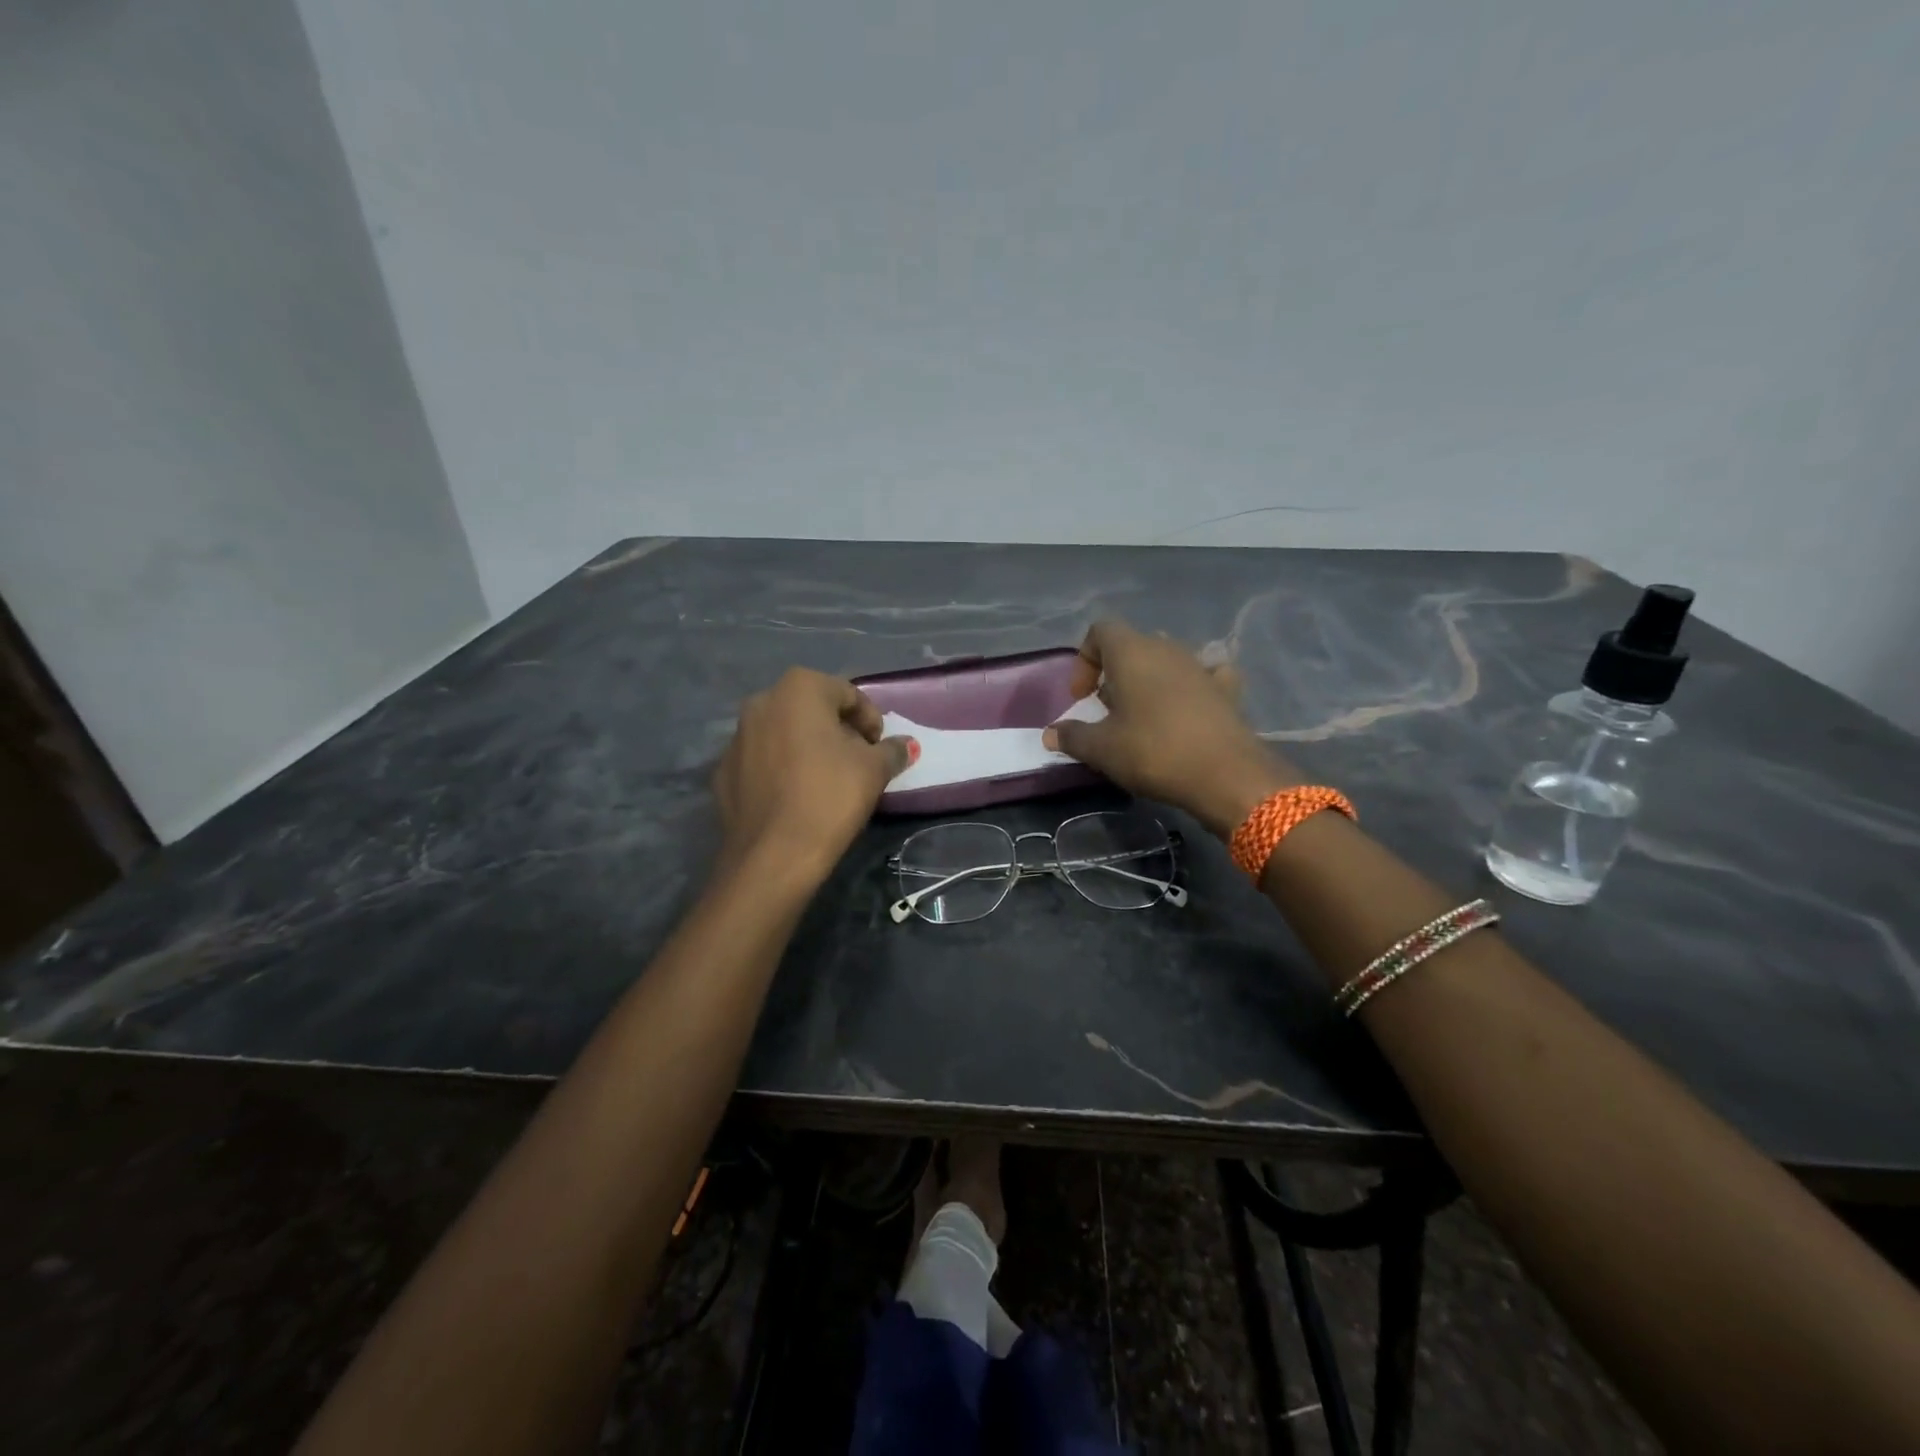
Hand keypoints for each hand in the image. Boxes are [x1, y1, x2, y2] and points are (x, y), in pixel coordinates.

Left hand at [713, 669, 914, 885]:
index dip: (870, 720)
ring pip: (783, 733)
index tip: (880, 748)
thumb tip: (905, 744)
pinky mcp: (723, 771)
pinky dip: (781, 769)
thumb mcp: (873, 771)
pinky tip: (795, 796)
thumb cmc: (829, 797)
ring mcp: (737, 737)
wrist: (772, 855)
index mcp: (799, 689)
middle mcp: (762, 702)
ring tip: (826, 779)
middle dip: (837, 730)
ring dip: (807, 747)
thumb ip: (891, 750)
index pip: (847, 693)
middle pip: (812, 709)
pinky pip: (762, 760)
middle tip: (857, 760)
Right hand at [1042, 620, 1300, 837]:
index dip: (1084, 659)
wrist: (1225, 775)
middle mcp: (1167, 648)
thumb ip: (1072, 737)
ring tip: (1142, 715)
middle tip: (1107, 709)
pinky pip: (1203, 675)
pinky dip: (1190, 686)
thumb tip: (1050, 734)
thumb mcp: (1102, 749)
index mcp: (1132, 652)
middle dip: (1115, 672)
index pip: (1100, 630)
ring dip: (1149, 680)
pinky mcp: (1226, 689)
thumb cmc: (1153, 752)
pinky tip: (1188, 708)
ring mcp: (1200, 666)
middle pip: (1133, 645)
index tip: (1081, 696)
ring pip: (1166, 659)